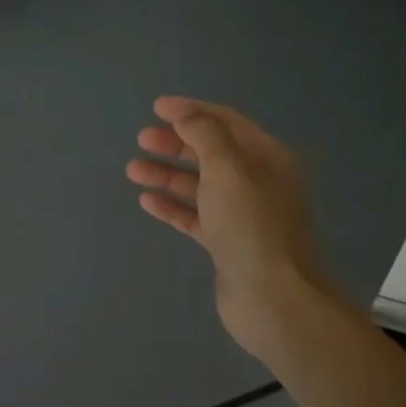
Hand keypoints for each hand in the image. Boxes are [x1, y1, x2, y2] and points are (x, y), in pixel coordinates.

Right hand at [127, 96, 333, 362]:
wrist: (272, 298)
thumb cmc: (251, 226)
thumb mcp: (228, 170)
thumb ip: (205, 136)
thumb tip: (185, 113)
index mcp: (267, 158)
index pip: (226, 123)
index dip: (191, 112)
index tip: (156, 108)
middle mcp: (257, 182)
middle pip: (211, 152)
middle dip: (176, 143)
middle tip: (142, 139)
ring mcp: (242, 215)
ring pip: (199, 185)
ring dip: (167, 175)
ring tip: (133, 170)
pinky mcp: (226, 243)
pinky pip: (195, 216)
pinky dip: (172, 206)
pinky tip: (147, 201)